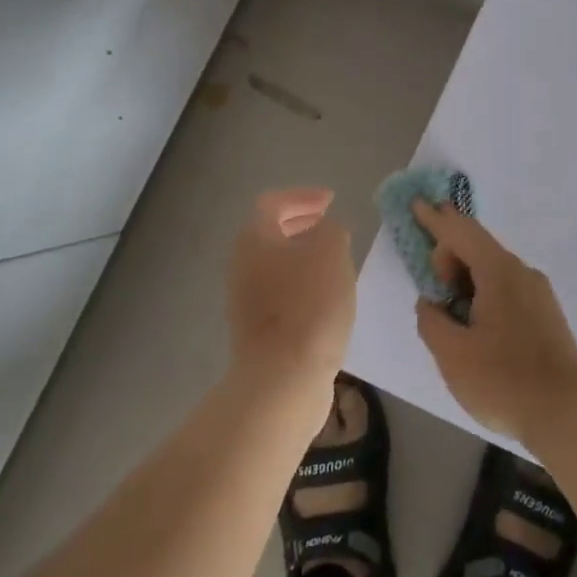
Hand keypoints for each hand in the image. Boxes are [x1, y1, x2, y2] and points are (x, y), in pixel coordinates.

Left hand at [226, 189, 356, 397]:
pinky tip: (327, 299)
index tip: (331, 201)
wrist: (283, 379)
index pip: (273, 203)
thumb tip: (325, 231)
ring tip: (335, 263)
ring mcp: (245, 300)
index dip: (302, 196)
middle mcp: (242, 265)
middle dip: (301, 225)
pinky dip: (301, 285)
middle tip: (330, 226)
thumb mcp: (331, 252)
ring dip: (303, 257)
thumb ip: (331, 230)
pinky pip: (279, 294)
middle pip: (269, 234)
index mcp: (255, 239)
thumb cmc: (309, 306)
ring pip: (275, 265)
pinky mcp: (256, 330)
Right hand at [411, 200, 576, 446]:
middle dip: (449, 256)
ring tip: (452, 312)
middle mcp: (522, 273)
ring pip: (493, 269)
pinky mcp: (546, 314)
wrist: (568, 416)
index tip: (416, 203)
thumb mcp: (452, 354)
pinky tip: (476, 324)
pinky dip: (483, 291)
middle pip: (478, 247)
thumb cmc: (504, 382)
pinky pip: (507, 287)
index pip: (461, 232)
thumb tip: (431, 304)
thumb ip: (431, 321)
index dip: (435, 219)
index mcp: (499, 272)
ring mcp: (539, 293)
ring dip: (466, 278)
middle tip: (433, 291)